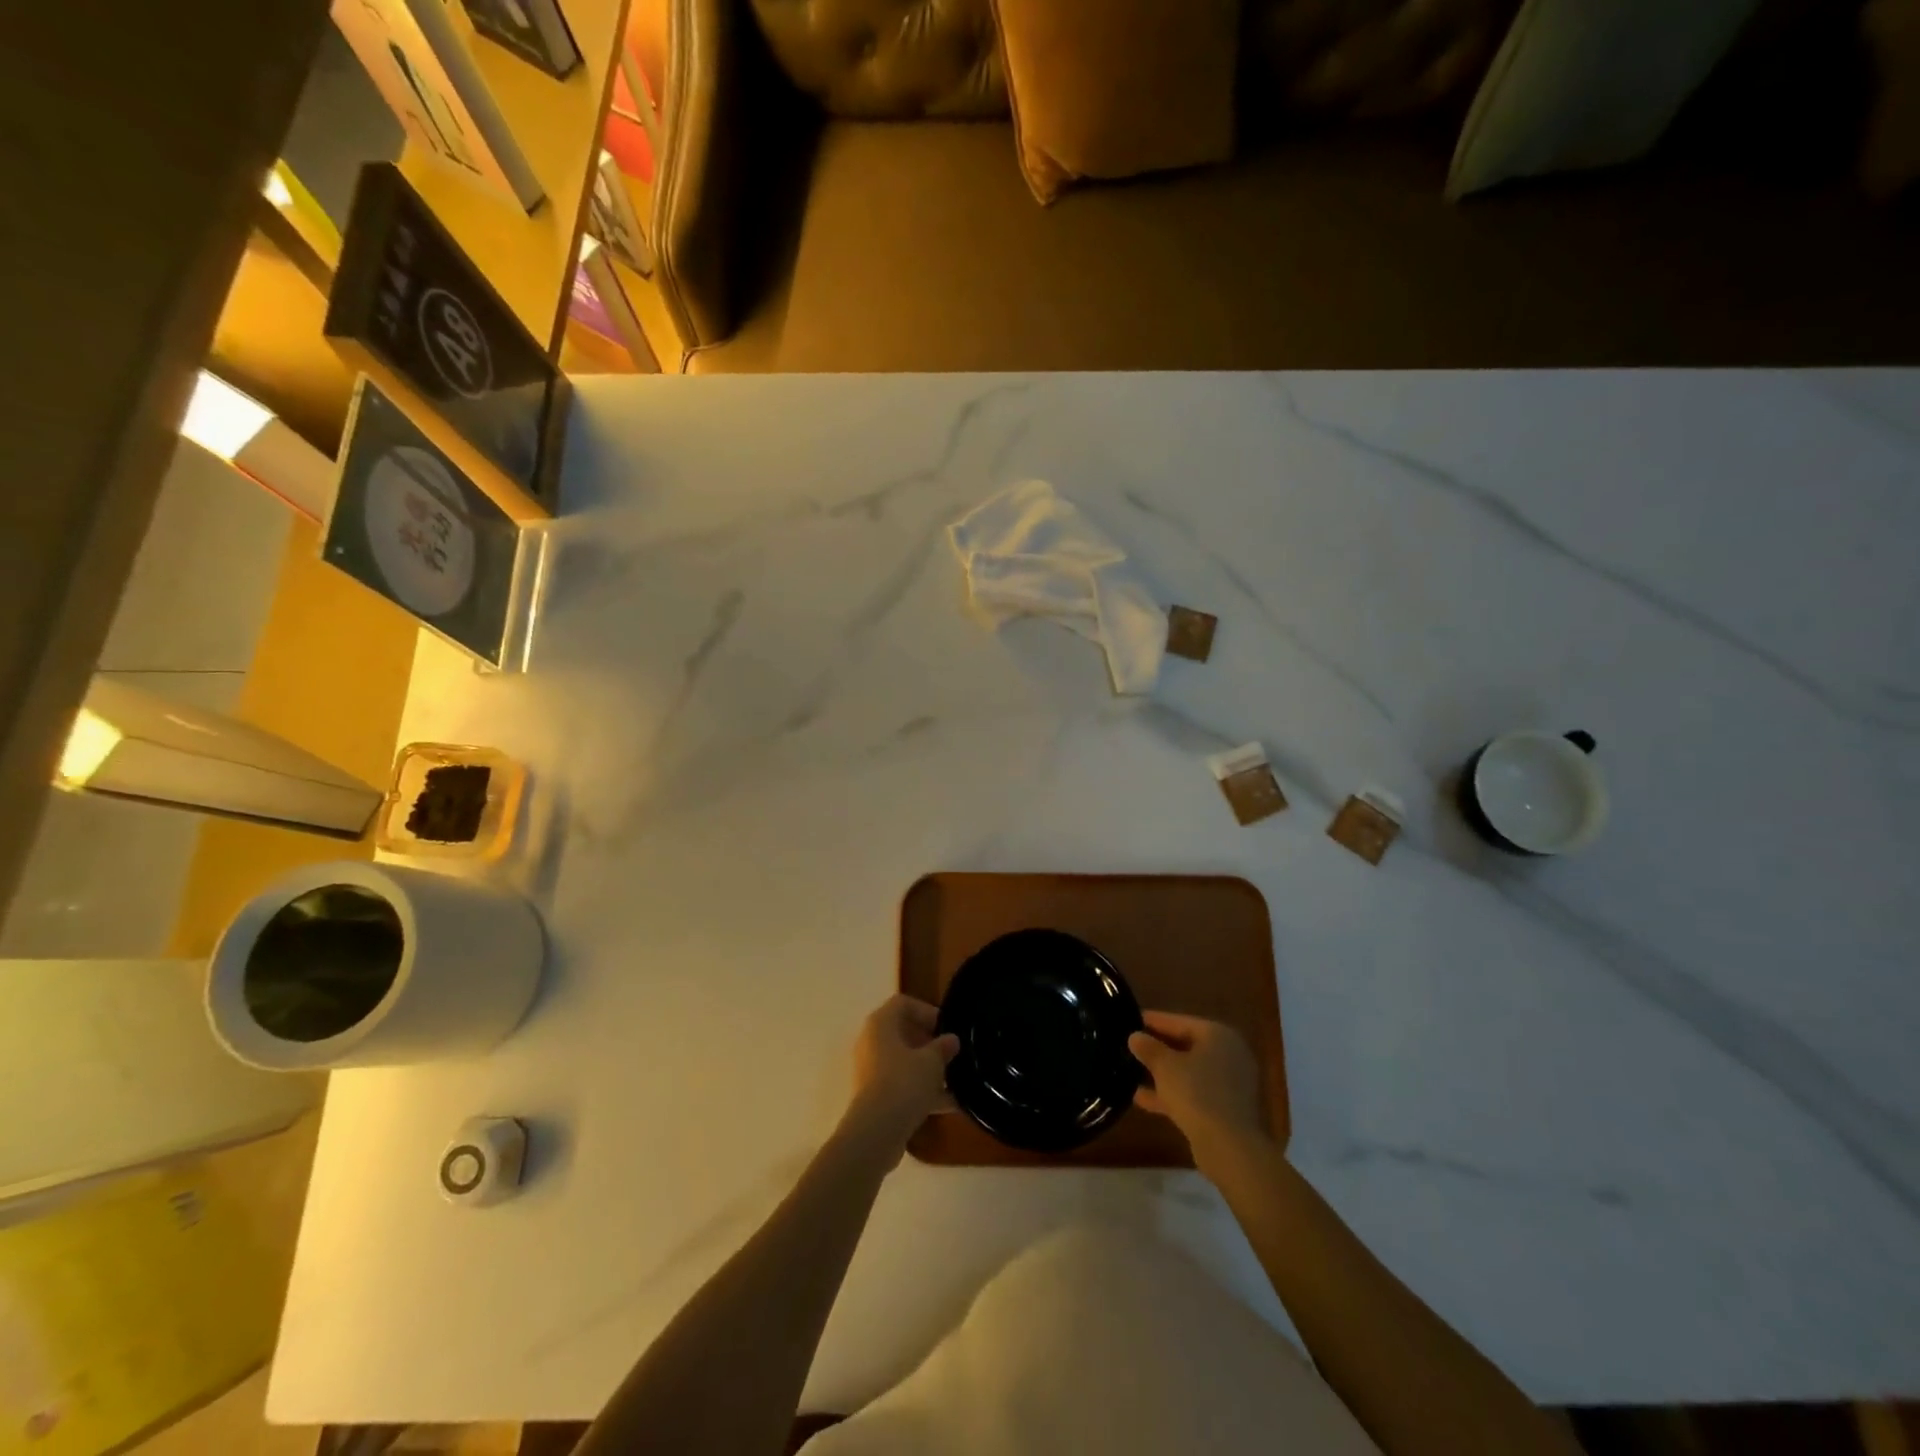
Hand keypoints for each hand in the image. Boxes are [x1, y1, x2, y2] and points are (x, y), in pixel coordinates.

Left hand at [842, 995, 958, 1159]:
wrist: (876, 1133)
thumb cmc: (904, 1083)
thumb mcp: (932, 1062)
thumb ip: (943, 1047)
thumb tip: (951, 1040)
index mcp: (880, 1024)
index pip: (903, 1003)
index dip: (926, 1011)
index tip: (946, 1028)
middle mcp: (871, 1043)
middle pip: (903, 1033)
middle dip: (930, 1043)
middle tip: (952, 1053)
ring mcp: (872, 1071)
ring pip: (904, 1062)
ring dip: (929, 1069)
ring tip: (957, 1080)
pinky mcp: (875, 1097)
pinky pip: (902, 1086)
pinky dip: (923, 1091)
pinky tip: (951, 1104)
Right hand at [1129, 1012, 1267, 1163]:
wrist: (1230, 1147)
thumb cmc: (1197, 1093)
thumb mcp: (1165, 1066)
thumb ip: (1149, 1048)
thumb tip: (1135, 1037)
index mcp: (1218, 1035)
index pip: (1180, 1021)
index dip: (1154, 1021)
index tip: (1131, 1018)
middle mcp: (1229, 1055)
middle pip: (1186, 1046)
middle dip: (1158, 1049)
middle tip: (1131, 1046)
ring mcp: (1230, 1084)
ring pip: (1190, 1072)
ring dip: (1163, 1074)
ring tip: (1131, 1072)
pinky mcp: (1226, 1109)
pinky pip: (1194, 1093)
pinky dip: (1172, 1094)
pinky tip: (1142, 1099)